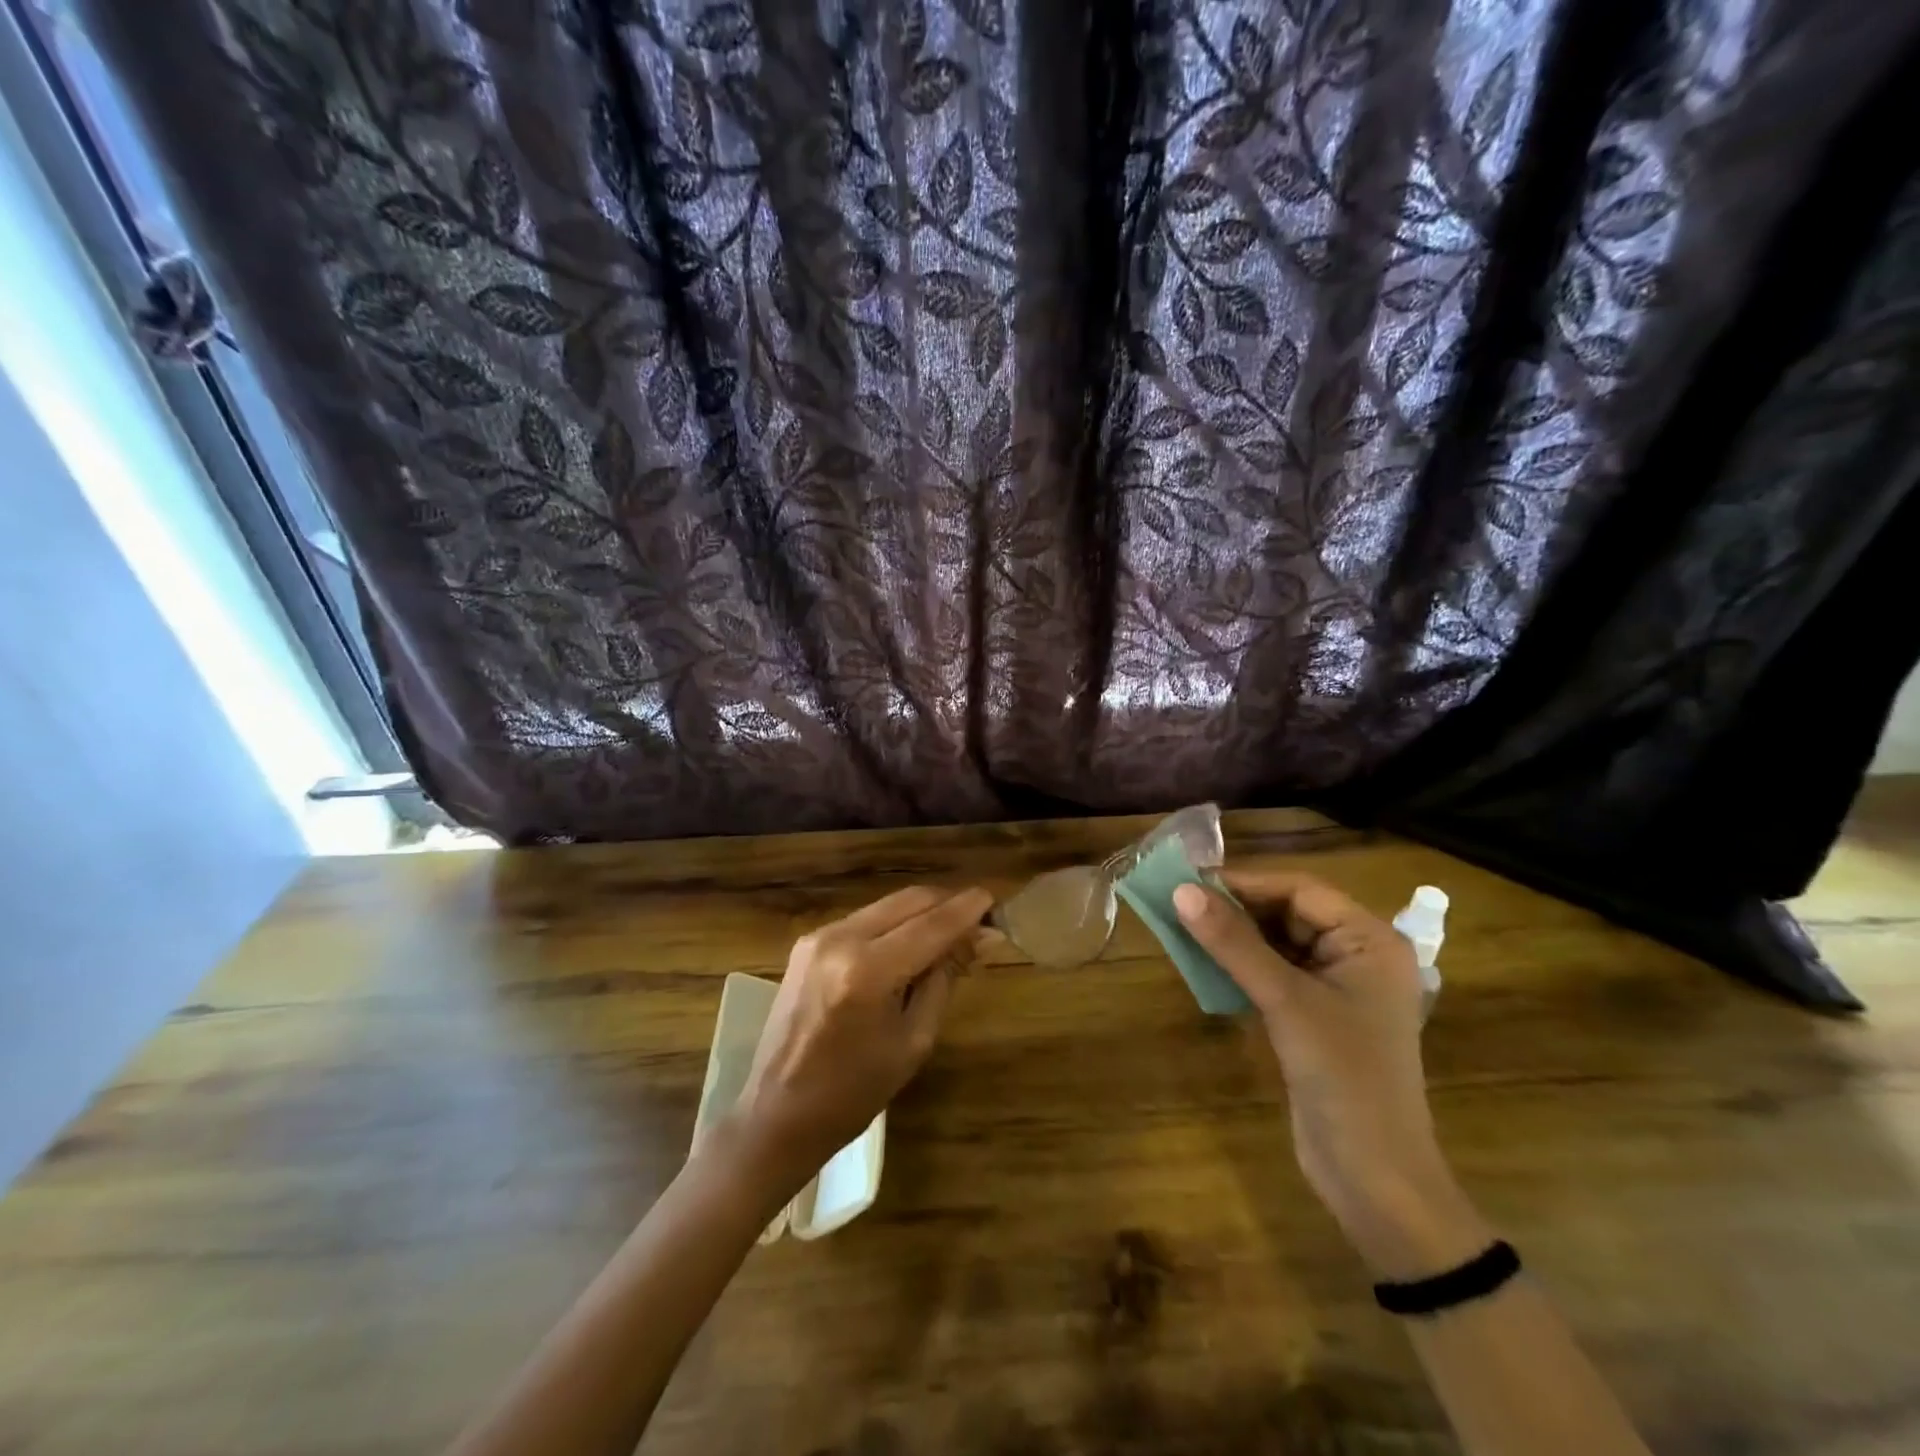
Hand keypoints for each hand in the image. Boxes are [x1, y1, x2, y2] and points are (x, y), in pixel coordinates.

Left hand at [732, 885, 993, 1188]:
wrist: (776, 1114)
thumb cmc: (853, 1093)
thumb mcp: (914, 1040)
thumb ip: (945, 978)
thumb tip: (981, 937)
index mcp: (867, 971)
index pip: (931, 925)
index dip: (968, 910)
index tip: (996, 899)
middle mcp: (840, 939)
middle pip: (909, 901)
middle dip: (947, 904)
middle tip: (980, 919)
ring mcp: (819, 936)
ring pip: (887, 905)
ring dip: (923, 912)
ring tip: (952, 933)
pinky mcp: (808, 942)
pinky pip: (866, 919)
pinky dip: (895, 923)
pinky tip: (913, 942)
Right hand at [1174, 871, 1486, 1275]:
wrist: (1374, 1179)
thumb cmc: (1343, 1077)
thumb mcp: (1285, 1002)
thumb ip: (1233, 943)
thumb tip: (1182, 891)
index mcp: (1370, 941)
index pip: (1300, 890)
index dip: (1245, 883)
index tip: (1189, 881)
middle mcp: (1357, 956)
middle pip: (1288, 914)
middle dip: (1235, 910)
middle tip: (1178, 904)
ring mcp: (1337, 989)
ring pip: (1276, 944)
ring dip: (1233, 938)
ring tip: (1182, 928)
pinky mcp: (1316, 1018)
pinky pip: (1273, 975)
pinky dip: (1240, 967)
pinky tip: (1204, 965)